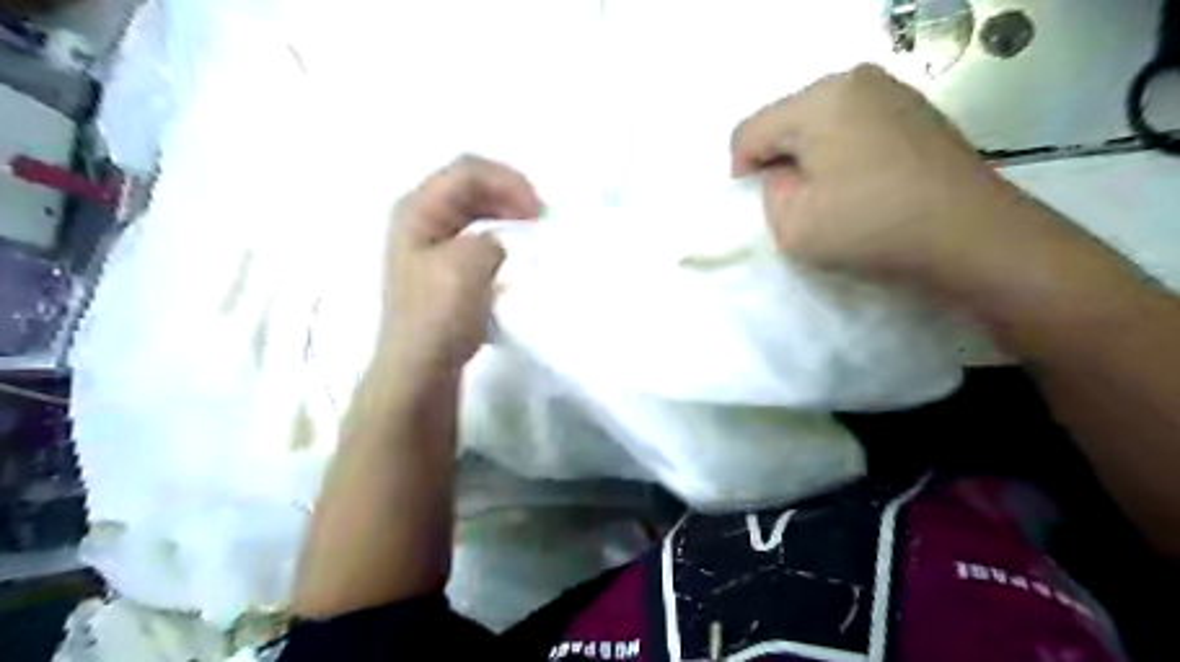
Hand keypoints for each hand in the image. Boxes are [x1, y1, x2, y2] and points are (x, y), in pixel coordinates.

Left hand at [380, 154, 540, 376]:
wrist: (420, 369)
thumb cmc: (439, 316)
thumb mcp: (468, 266)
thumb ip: (490, 239)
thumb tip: (497, 245)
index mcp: (417, 209)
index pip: (468, 171)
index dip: (508, 181)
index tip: (539, 211)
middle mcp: (419, 219)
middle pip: (469, 186)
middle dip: (509, 193)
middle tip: (541, 217)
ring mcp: (429, 244)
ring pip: (473, 211)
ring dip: (506, 213)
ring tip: (533, 229)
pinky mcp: (442, 268)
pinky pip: (475, 236)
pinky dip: (499, 235)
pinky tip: (514, 252)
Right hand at [735, 66, 1044, 288]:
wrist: (971, 237)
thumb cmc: (871, 228)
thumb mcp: (792, 225)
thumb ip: (769, 192)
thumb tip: (786, 174)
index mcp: (819, 100)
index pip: (751, 130)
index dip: (743, 170)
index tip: (761, 204)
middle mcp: (855, 80)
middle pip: (787, 120)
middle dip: (781, 159)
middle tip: (796, 202)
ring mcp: (892, 91)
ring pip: (821, 122)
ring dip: (812, 157)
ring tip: (831, 196)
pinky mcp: (916, 111)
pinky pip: (855, 126)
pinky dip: (844, 153)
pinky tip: (861, 185)